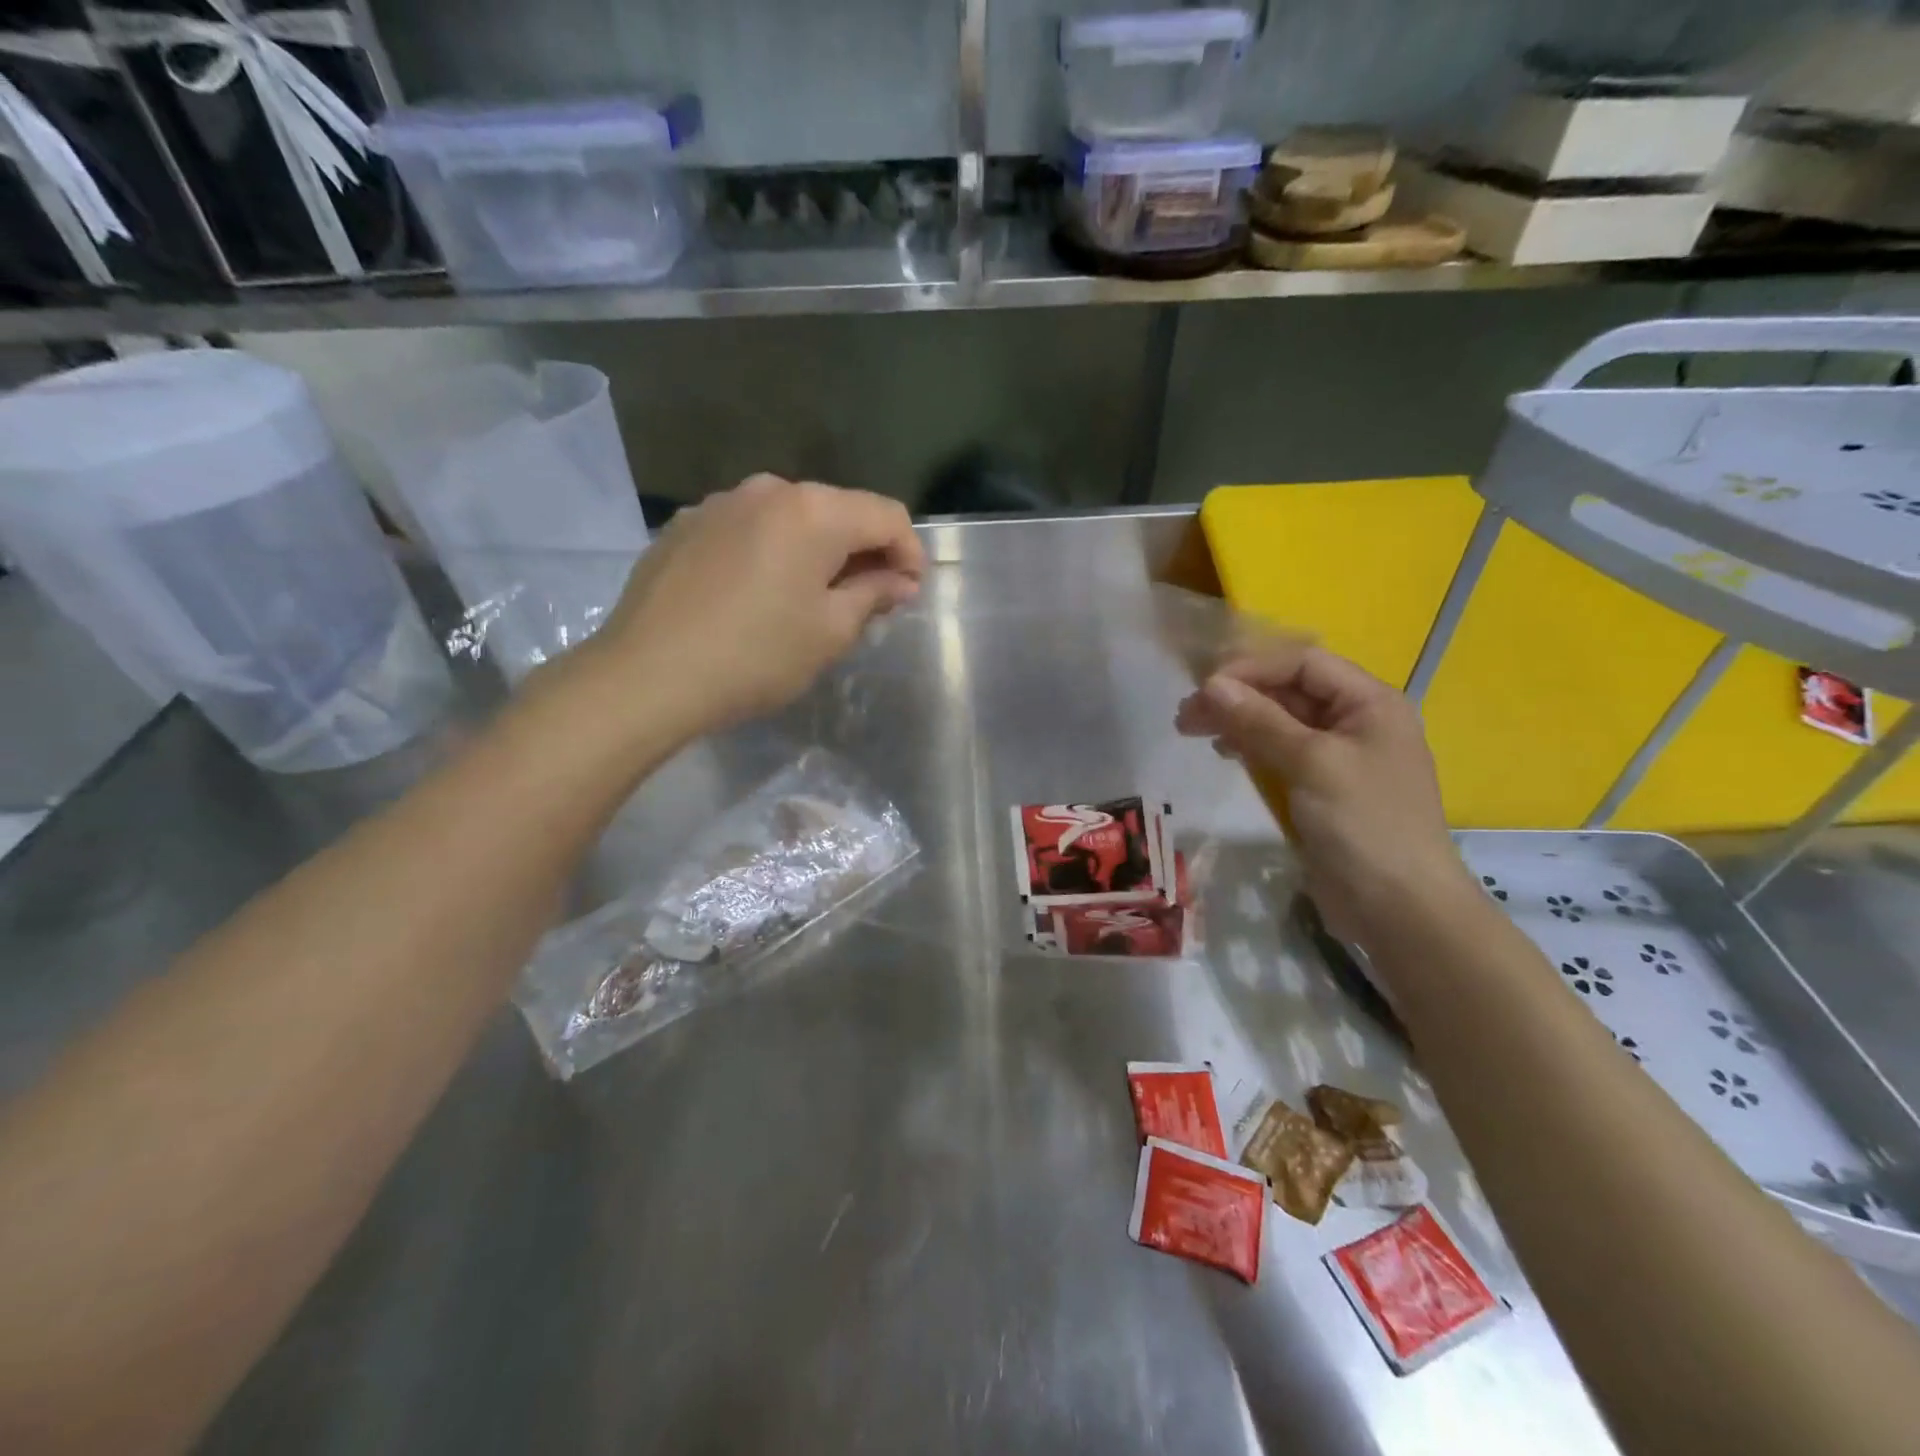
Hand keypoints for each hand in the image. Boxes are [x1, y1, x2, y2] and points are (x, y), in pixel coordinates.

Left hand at [578, 475, 923, 734]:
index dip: (909, 552)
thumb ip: (873, 595)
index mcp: (813, 511)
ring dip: (815, 551)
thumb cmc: (755, 656)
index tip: (910, 593)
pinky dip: (770, 553)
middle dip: (863, 551)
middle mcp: (768, 490)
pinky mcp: (685, 526)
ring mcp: (719, 504)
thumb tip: (899, 580)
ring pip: (790, 519)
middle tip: (869, 600)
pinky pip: (748, 530)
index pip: (886, 515)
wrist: (647, 675)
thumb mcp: (830, 632)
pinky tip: (758, 594)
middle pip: (837, 510)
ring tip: (812, 598)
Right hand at [1176, 645, 1476, 946]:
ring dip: (1237, 721)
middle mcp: (1356, 722)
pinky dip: (1250, 748)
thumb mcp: (1311, 763)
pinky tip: (1225, 752)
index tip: (1203, 688)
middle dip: (1237, 697)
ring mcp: (1338, 758)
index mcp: (1370, 703)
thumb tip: (1210, 685)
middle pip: (1288, 691)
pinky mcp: (1321, 790)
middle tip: (1186, 715)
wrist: (1399, 909)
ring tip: (1193, 730)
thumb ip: (1260, 720)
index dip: (1251, 669)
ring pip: (1279, 723)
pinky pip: (1280, 754)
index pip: (1302, 663)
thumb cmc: (1364, 824)